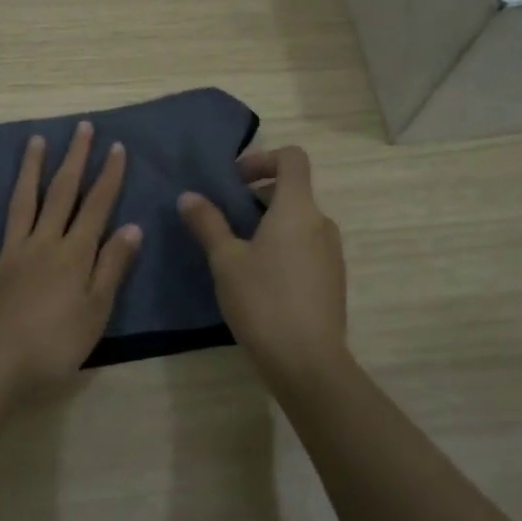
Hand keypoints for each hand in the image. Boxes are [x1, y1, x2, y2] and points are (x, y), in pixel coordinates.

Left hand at [0, 120, 142, 404]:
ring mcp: (7, 255)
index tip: (116, 146)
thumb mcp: (97, 311)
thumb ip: (112, 266)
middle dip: (73, 160)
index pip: (96, 206)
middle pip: (60, 194)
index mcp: (74, 254)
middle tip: (81, 128)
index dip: (108, 176)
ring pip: (20, 204)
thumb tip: (131, 226)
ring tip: (36, 141)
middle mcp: (42, 244)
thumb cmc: (55, 346)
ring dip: (30, 171)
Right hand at [178, 146, 348, 386]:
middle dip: (258, 194)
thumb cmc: (263, 301)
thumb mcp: (225, 260)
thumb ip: (208, 223)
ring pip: (300, 221)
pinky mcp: (333, 280)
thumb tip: (188, 196)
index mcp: (298, 209)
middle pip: (294, 190)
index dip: (263, 158)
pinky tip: (260, 279)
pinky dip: (284, 247)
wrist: (308, 363)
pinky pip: (307, 247)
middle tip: (226, 217)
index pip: (293, 158)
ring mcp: (332, 253)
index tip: (235, 180)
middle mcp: (322, 223)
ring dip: (270, 223)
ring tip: (238, 250)